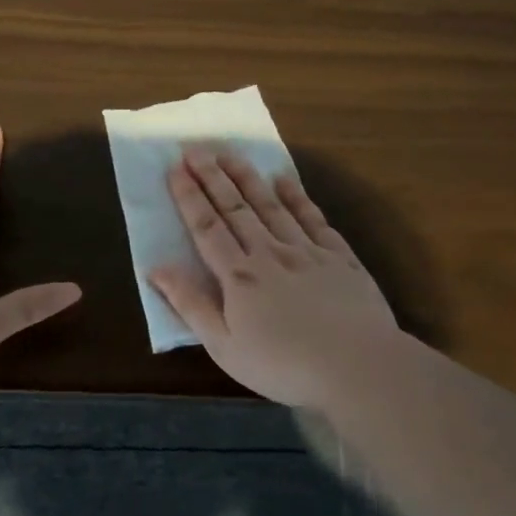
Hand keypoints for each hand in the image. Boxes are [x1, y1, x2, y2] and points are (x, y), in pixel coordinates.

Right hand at [150, 150, 399, 408]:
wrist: (359, 367)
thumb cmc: (284, 365)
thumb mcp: (224, 346)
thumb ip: (191, 304)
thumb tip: (157, 268)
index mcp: (238, 276)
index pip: (207, 228)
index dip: (189, 197)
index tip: (175, 168)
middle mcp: (269, 253)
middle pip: (236, 208)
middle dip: (213, 177)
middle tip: (196, 148)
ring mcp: (306, 251)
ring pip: (271, 205)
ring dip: (248, 178)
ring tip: (230, 154)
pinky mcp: (339, 257)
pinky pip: (312, 218)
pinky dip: (296, 197)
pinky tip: (284, 180)